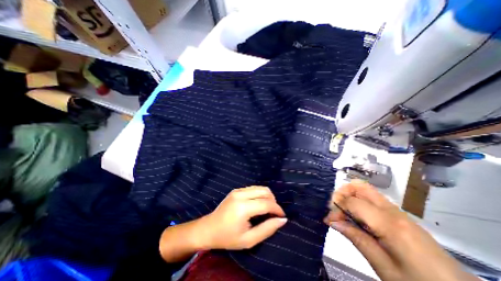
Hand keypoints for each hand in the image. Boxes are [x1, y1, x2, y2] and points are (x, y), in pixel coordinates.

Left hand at [198, 186, 285, 249]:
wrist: (208, 229)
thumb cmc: (228, 237)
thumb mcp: (249, 240)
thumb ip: (267, 229)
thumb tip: (282, 220)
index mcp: (243, 207)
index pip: (266, 204)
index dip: (277, 209)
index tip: (282, 216)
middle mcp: (241, 194)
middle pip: (265, 191)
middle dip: (273, 201)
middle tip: (274, 213)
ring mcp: (238, 190)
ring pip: (260, 188)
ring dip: (267, 197)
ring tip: (267, 209)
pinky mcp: (236, 189)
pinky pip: (253, 188)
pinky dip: (260, 195)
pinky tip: (258, 204)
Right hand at [326, 180, 476, 279]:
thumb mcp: (383, 266)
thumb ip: (356, 238)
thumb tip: (333, 222)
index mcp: (389, 223)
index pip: (353, 202)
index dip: (337, 207)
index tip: (328, 219)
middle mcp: (392, 211)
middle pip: (360, 187)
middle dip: (342, 192)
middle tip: (335, 208)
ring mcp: (397, 212)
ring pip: (365, 191)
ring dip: (349, 197)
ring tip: (342, 213)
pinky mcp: (399, 216)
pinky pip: (372, 200)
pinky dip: (358, 202)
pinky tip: (355, 217)